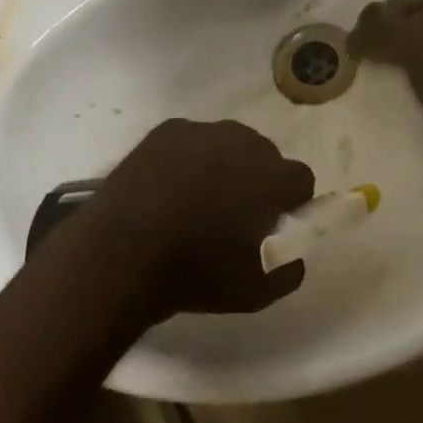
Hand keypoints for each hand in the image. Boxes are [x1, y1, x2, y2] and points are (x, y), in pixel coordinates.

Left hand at [94, 119, 314, 315]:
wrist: (121, 253)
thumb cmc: (196, 273)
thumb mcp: (257, 291)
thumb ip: (289, 269)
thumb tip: (293, 253)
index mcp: (273, 175)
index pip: (301, 178)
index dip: (290, 202)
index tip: (272, 224)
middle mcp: (244, 141)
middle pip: (265, 155)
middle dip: (257, 179)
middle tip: (233, 214)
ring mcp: (202, 131)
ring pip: (227, 144)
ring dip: (223, 166)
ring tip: (196, 201)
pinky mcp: (166, 131)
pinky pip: (191, 141)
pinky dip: (187, 160)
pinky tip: (167, 189)